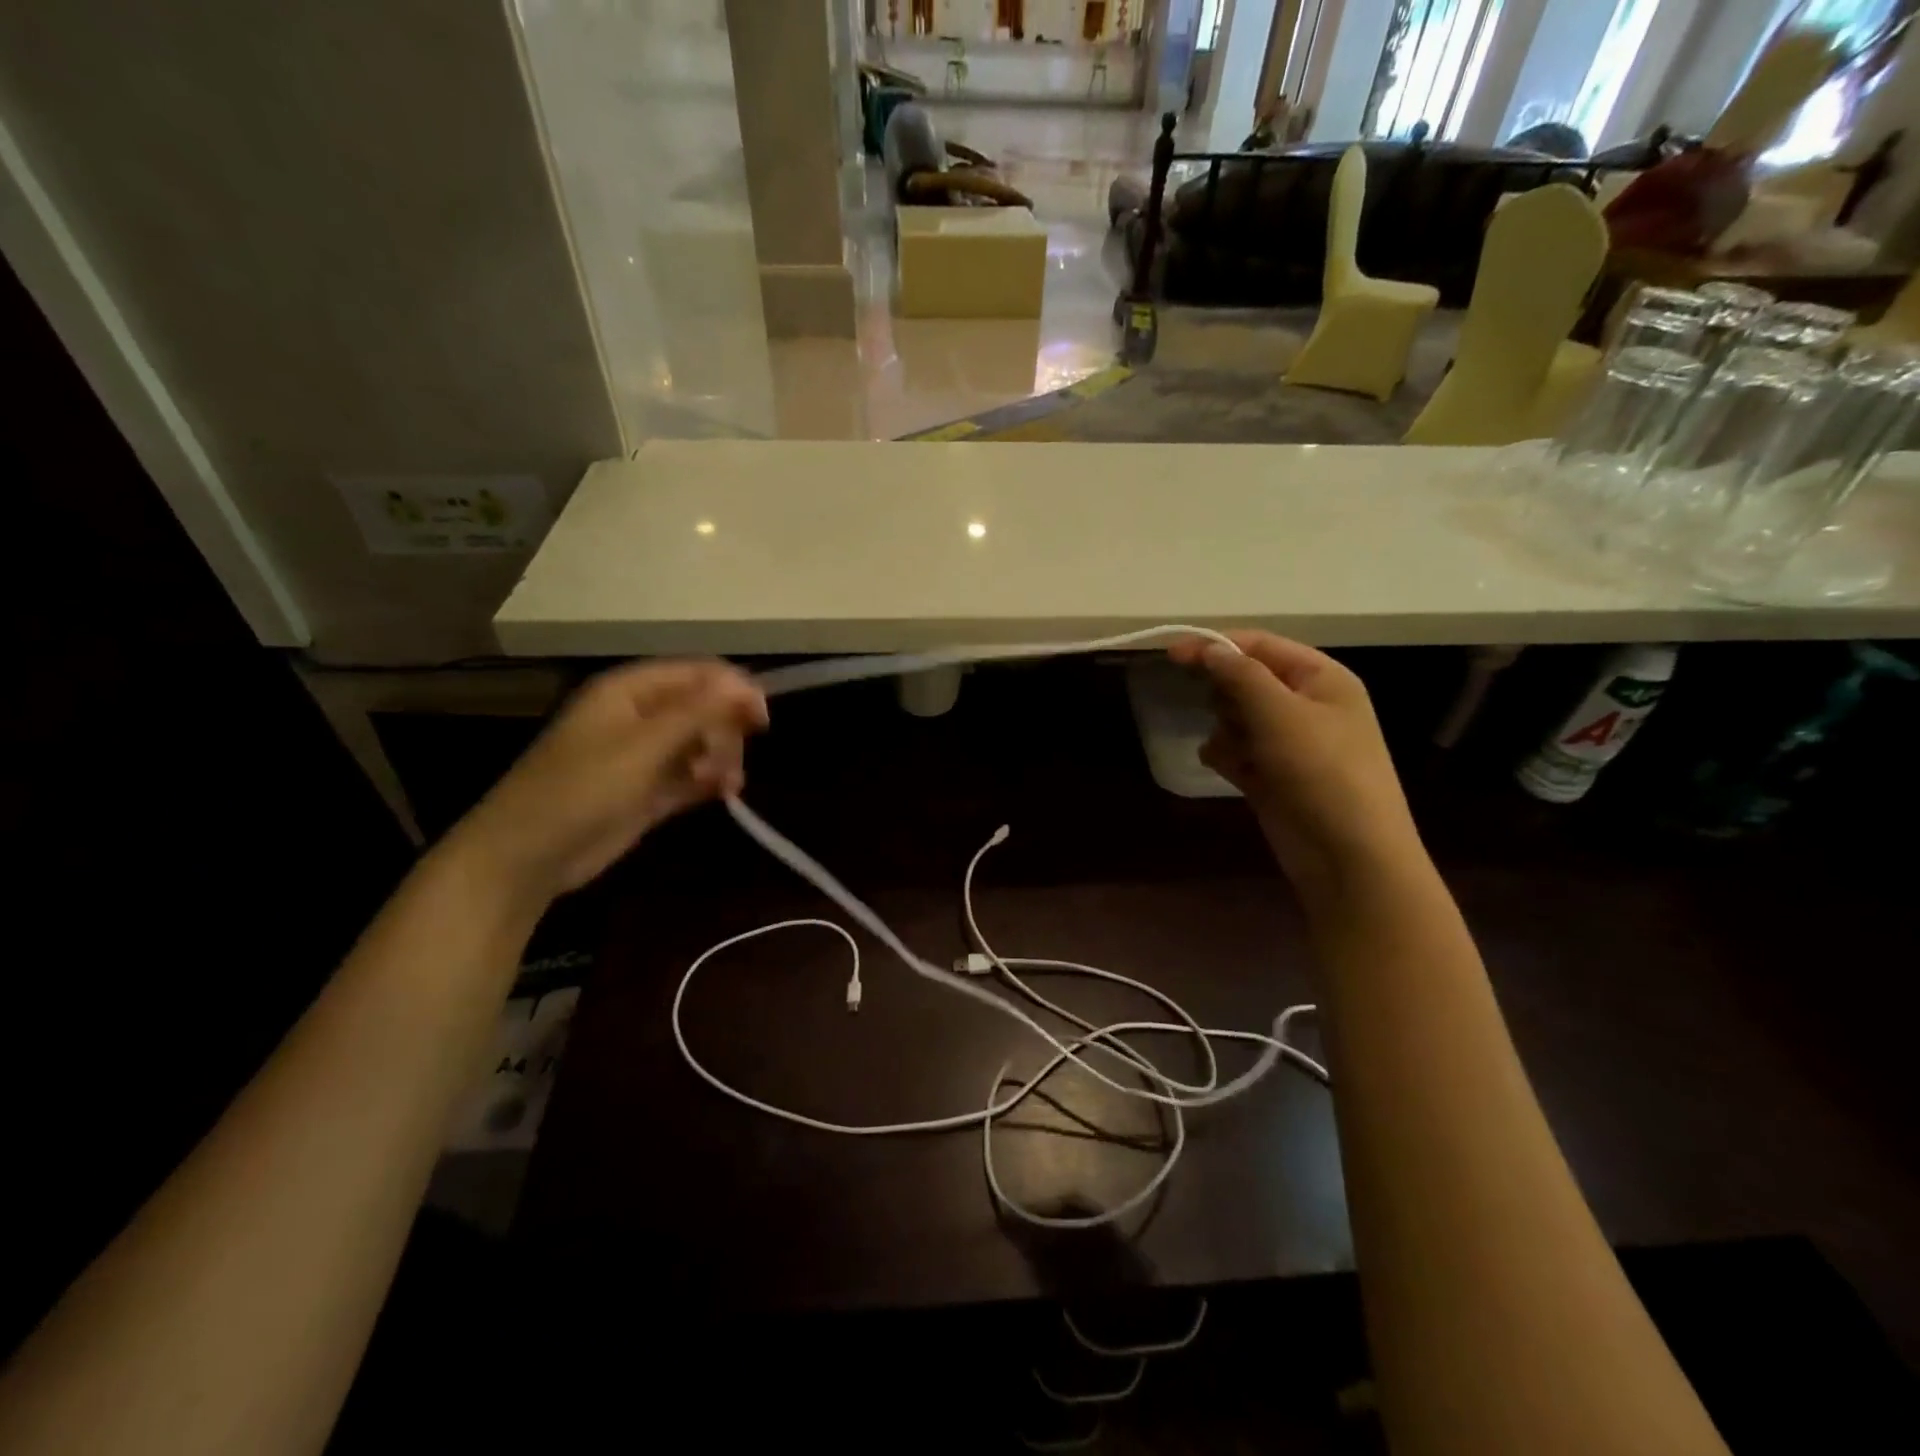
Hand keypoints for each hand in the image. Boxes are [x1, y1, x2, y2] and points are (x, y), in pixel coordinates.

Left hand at [448, 660, 767, 901]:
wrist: (529, 855)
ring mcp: (645, 755)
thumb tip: (745, 685)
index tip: (762, 717)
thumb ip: (698, 712)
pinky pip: (692, 774)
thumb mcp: (644, 745)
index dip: (732, 688)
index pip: (696, 674)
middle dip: (725, 730)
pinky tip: (724, 793)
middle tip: (732, 759)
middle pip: (703, 708)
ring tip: (726, 783)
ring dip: (721, 758)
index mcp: (630, 691)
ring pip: (702, 743)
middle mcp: (640, 716)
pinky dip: (710, 780)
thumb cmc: (582, 788)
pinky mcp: (649, 790)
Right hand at [1169, 631, 1421, 895]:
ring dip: (1225, 729)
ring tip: (1235, 751)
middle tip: (1223, 713)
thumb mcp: (1281, 713)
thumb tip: (1209, 648)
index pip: (1261, 646)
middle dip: (1226, 695)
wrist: (1349, 856)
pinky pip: (1235, 751)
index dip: (1217, 645)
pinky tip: (1226, 768)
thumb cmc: (1323, 772)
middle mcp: (1305, 705)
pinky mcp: (1271, 775)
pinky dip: (1225, 756)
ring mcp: (1287, 743)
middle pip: (1245, 680)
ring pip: (1235, 717)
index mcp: (1321, 679)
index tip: (1172, 654)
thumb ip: (1240, 675)